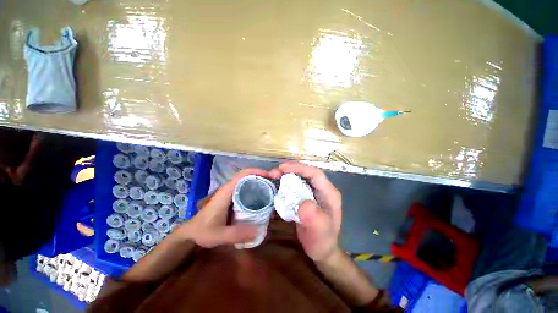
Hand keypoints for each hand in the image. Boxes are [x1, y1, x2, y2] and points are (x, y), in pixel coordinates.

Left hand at [176, 168, 266, 247]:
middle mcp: (231, 189)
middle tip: (275, 187)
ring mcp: (232, 194)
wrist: (191, 234)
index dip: (257, 172)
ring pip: (249, 184)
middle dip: (263, 179)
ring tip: (272, 194)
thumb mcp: (219, 235)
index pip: (244, 174)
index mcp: (227, 191)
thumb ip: (237, 234)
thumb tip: (259, 231)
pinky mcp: (233, 200)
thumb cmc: (203, 231)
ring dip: (260, 185)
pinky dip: (256, 193)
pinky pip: (247, 192)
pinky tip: (262, 202)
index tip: (270, 176)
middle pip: (249, 177)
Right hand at [270, 163, 341, 261]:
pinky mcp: (306, 196)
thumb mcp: (320, 231)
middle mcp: (322, 189)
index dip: (299, 168)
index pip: (315, 174)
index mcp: (329, 193)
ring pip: (300, 177)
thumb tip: (303, 204)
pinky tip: (277, 185)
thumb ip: (314, 218)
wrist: (321, 250)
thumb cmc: (322, 241)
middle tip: (274, 172)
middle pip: (306, 173)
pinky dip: (285, 183)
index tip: (282, 168)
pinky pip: (295, 185)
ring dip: (286, 174)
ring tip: (273, 176)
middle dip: (290, 169)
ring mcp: (314, 192)